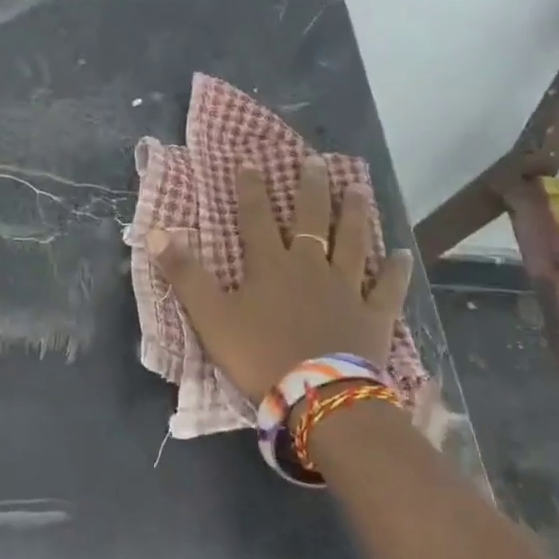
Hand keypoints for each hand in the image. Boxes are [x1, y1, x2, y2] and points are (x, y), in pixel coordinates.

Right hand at [148, 156, 413, 400]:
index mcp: (270, 265)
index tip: (250, 161)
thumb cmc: (259, 355)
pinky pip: (387, 287)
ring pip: (352, 241)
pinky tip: (403, 253)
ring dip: (355, 214)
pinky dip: (395, 270)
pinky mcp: (373, 315)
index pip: (257, 217)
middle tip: (316, 161)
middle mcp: (310, 266)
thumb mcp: (210, 316)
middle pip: (312, 219)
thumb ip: (185, 275)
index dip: (251, 188)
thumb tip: (156, 233)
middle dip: (311, 188)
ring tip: (358, 188)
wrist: (317, 397)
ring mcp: (346, 288)